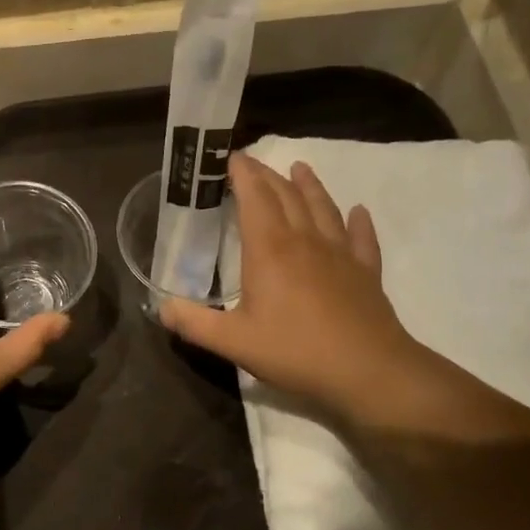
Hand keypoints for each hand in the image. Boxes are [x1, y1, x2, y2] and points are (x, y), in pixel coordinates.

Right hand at [159, 155, 440, 426]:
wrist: (368, 372)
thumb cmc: (295, 352)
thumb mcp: (233, 342)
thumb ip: (194, 323)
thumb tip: (161, 306)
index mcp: (270, 250)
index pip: (254, 198)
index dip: (243, 175)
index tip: (231, 157)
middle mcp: (305, 241)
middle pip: (286, 197)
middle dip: (268, 175)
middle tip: (254, 162)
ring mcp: (340, 255)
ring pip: (323, 209)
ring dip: (310, 186)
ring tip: (301, 168)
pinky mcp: (366, 273)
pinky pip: (362, 239)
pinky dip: (358, 222)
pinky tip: (358, 212)